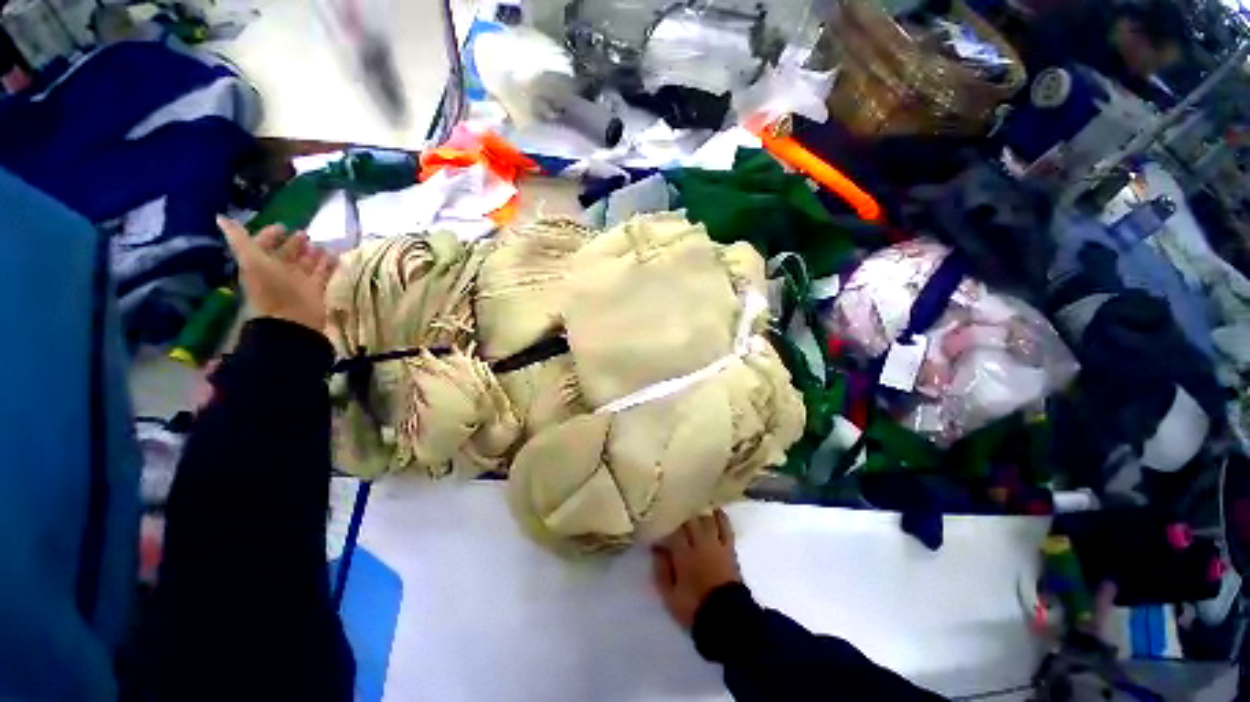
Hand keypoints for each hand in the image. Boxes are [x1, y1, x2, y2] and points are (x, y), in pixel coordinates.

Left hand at [217, 216, 336, 332]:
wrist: (293, 317)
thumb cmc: (270, 287)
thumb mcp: (251, 259)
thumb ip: (239, 239)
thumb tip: (220, 217)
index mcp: (259, 264)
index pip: (263, 246)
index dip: (270, 235)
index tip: (283, 227)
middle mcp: (278, 271)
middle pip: (287, 254)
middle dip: (295, 243)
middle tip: (305, 234)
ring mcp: (297, 281)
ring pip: (306, 263)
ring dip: (313, 253)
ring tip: (322, 244)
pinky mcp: (315, 289)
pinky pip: (323, 273)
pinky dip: (329, 264)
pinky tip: (335, 255)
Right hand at [652, 509, 742, 629]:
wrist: (727, 619)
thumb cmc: (694, 608)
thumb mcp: (669, 596)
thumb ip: (661, 570)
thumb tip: (657, 548)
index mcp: (684, 555)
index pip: (673, 530)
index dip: (665, 525)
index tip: (658, 524)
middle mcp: (700, 543)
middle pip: (690, 519)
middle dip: (681, 514)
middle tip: (674, 513)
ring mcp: (716, 544)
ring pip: (706, 518)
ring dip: (698, 512)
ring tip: (691, 507)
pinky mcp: (729, 547)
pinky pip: (725, 525)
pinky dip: (719, 515)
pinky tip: (713, 509)